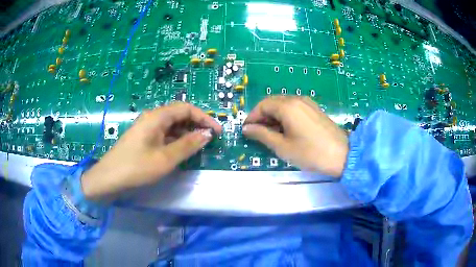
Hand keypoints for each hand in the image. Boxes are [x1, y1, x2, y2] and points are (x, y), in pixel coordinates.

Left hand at [81, 102, 221, 199]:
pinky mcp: (143, 138)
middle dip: (197, 124)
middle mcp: (152, 117)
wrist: (109, 178)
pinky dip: (176, 140)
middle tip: (210, 139)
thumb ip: (188, 145)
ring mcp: (147, 127)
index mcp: (157, 117)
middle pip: (179, 114)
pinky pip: (164, 134)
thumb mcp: (165, 159)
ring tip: (199, 146)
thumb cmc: (137, 168)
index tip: (217, 132)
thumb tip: (207, 134)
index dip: (204, 118)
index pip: (186, 109)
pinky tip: (181, 150)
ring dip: (187, 133)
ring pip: (172, 125)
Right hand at [243, 96, 348, 177]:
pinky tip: (286, 130)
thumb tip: (247, 128)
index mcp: (287, 106)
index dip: (252, 117)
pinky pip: (294, 108)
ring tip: (271, 134)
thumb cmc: (310, 153)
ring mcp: (307, 103)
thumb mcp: (282, 146)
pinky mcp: (314, 109)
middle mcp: (297, 99)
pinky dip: (285, 117)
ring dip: (273, 117)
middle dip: (262, 117)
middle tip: (257, 134)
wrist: (342, 155)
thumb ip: (262, 135)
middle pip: (272, 103)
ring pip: (283, 105)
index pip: (262, 105)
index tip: (246, 131)